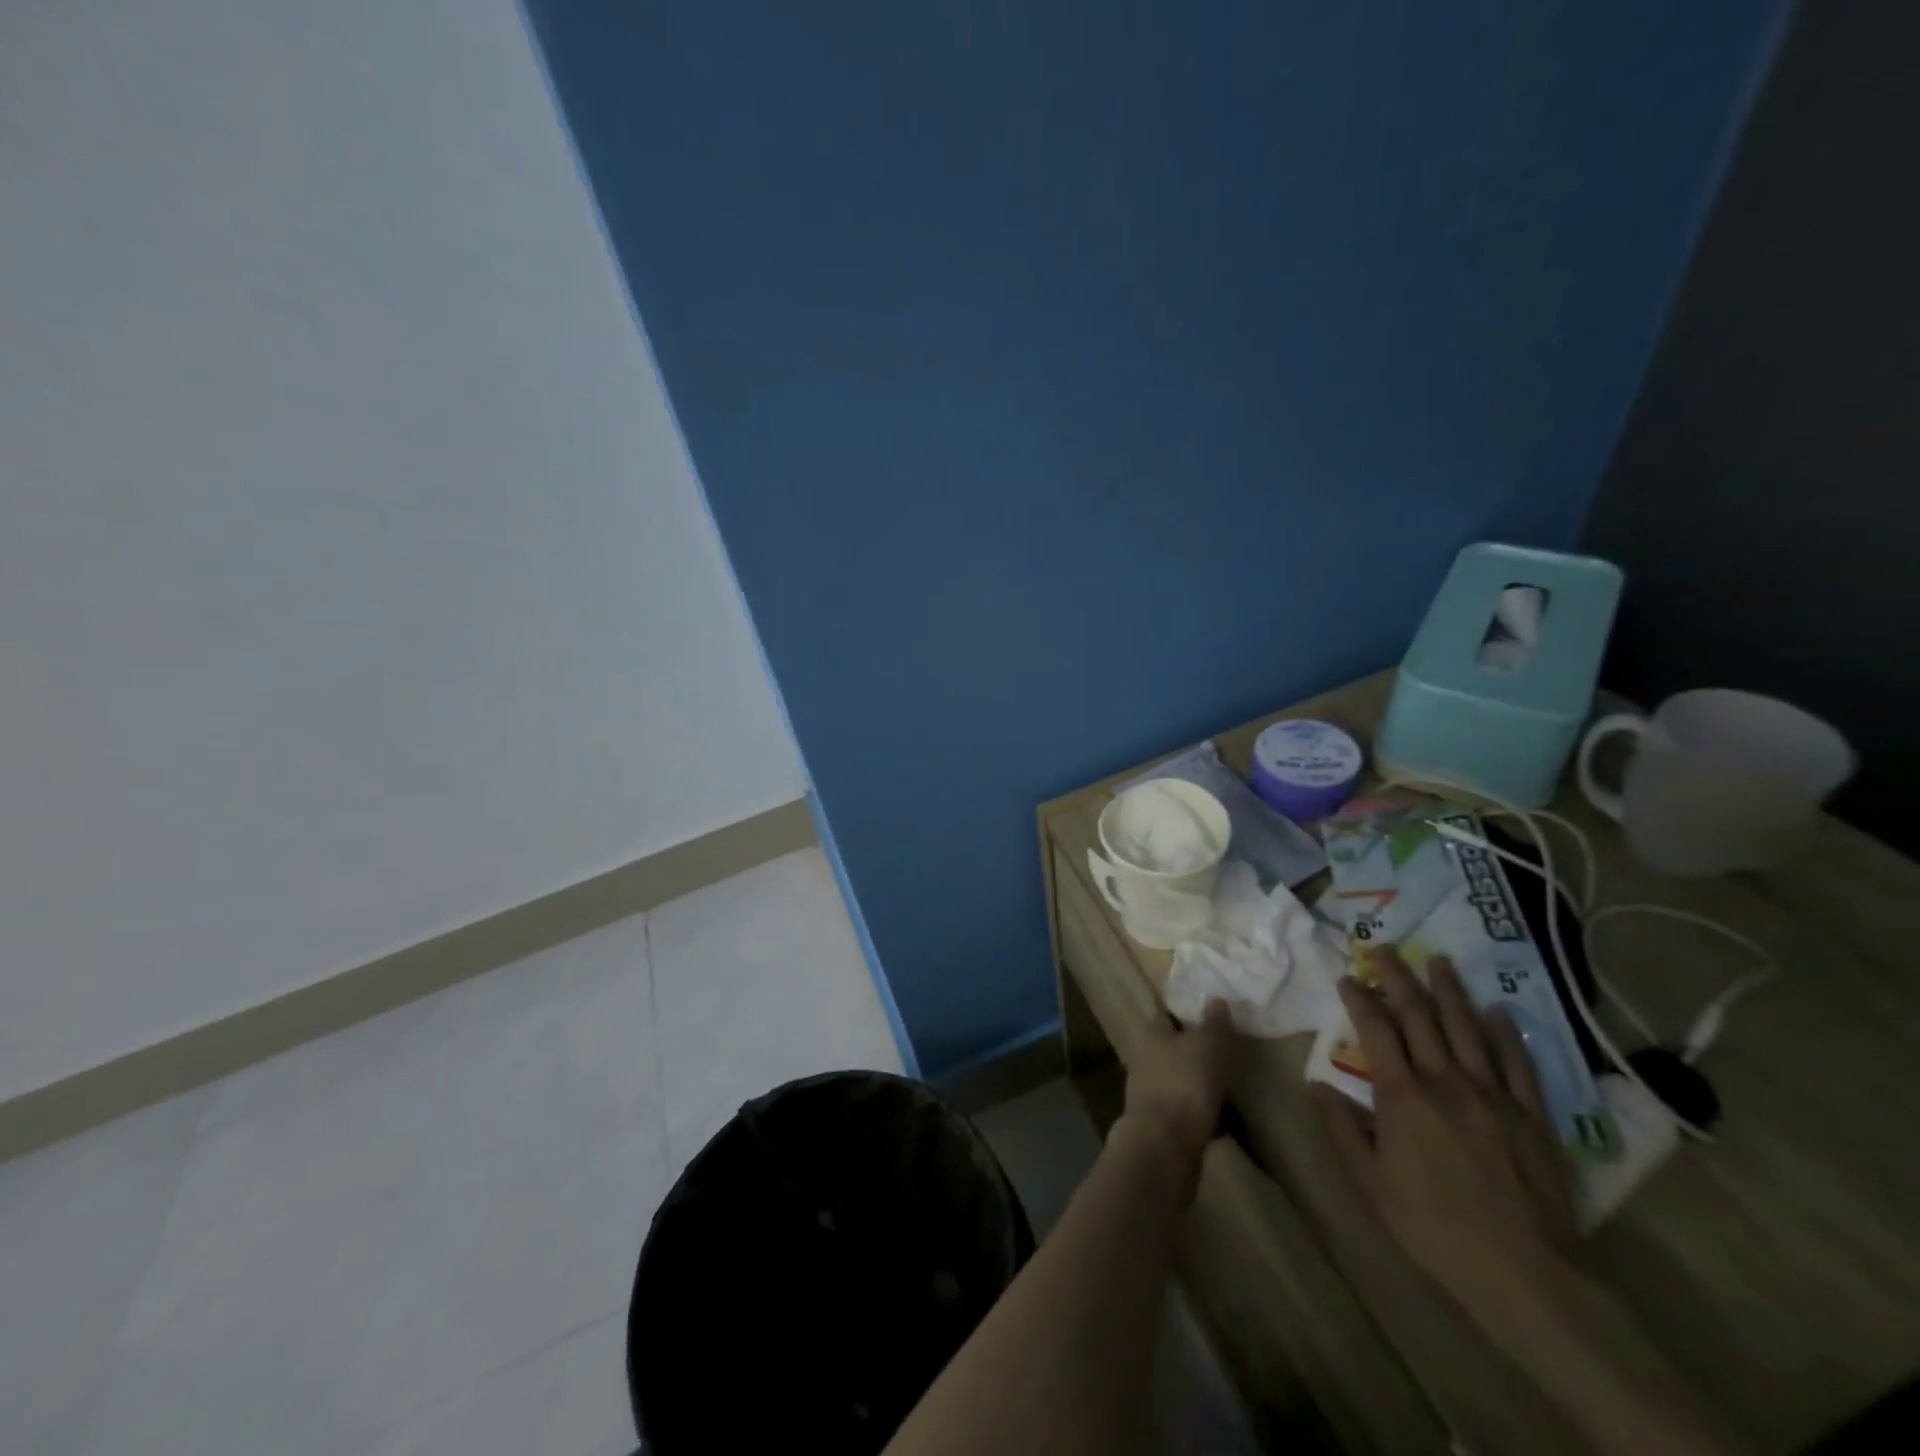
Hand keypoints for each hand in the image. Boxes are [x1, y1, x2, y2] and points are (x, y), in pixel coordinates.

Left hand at [1121, 1000, 1236, 1168]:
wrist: (1164, 1146)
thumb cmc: (1184, 1083)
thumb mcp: (1206, 1045)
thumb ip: (1213, 1023)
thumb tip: (1215, 998)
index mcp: (1153, 1034)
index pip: (1167, 1013)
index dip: (1186, 1010)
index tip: (1208, 1010)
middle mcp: (1146, 1059)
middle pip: (1173, 1047)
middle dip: (1196, 1048)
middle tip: (1227, 1049)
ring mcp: (1152, 1094)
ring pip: (1181, 1079)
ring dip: (1201, 1082)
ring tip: (1232, 1085)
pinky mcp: (1163, 1125)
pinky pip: (1189, 1111)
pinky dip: (1205, 1113)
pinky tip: (1226, 1120)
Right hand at [1315, 948, 1576, 1321]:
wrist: (1526, 1274)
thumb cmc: (1433, 1227)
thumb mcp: (1370, 1183)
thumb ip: (1342, 1128)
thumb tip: (1314, 1083)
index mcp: (1402, 1096)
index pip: (1376, 1030)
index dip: (1360, 998)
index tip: (1348, 976)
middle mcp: (1445, 1081)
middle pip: (1419, 1016)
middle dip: (1398, 978)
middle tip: (1383, 948)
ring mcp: (1492, 1095)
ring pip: (1467, 1028)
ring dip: (1450, 991)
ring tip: (1438, 960)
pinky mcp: (1531, 1116)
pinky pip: (1517, 1064)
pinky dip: (1505, 1034)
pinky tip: (1498, 1011)